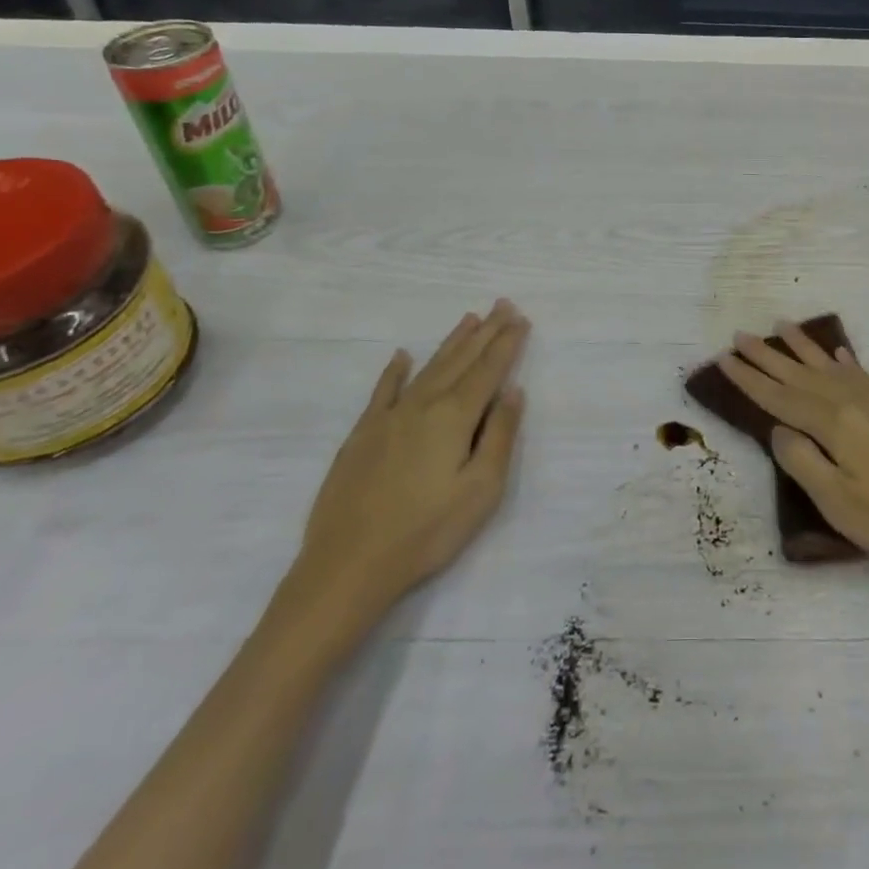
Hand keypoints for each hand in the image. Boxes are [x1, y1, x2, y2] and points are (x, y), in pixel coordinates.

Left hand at [287, 301, 529, 627]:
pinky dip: (395, 370)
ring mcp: (389, 416)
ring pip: (428, 367)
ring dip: (452, 342)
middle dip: (485, 331)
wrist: (347, 564)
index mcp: (455, 416)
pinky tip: (402, 356)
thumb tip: (513, 391)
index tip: (521, 319)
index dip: (507, 343)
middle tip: (502, 304)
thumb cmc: (427, 531)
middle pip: (461, 359)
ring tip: (469, 318)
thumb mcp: (481, 490)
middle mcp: (423, 404)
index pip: (488, 370)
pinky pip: (383, 390)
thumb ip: (500, 436)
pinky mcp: (363, 434)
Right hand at [716, 320, 868, 588]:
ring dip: (804, 349)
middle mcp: (856, 402)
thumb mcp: (841, 504)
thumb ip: (803, 462)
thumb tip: (779, 429)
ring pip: (831, 369)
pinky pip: (862, 375)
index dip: (750, 380)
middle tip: (740, 336)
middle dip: (769, 356)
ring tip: (781, 326)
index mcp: (836, 424)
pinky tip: (839, 356)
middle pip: (802, 375)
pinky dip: (845, 363)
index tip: (724, 359)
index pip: (781, 398)